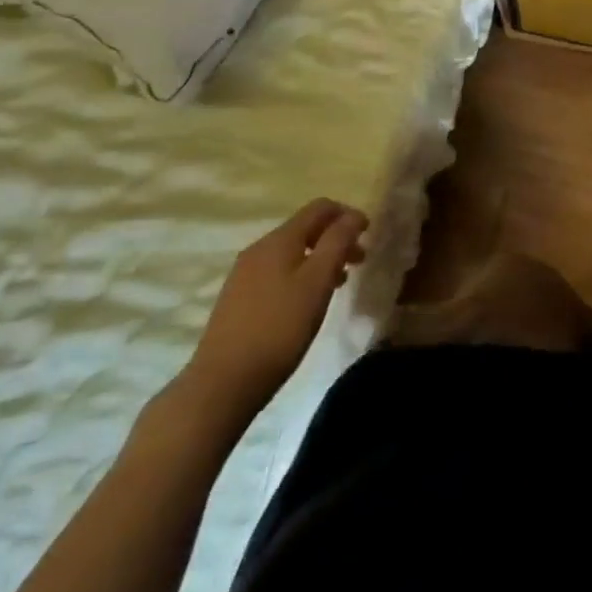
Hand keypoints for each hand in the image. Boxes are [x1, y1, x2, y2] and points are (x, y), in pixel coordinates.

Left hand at [173, 199, 367, 432]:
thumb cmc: (279, 328)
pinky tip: (306, 302)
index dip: (347, 214)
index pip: (319, 207)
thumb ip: (337, 242)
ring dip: (320, 258)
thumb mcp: (317, 282)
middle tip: (359, 261)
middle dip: (336, 238)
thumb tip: (353, 216)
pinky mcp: (237, 298)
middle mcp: (259, 249)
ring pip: (292, 252)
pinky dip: (301, 275)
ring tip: (339, 284)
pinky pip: (277, 272)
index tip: (368, 234)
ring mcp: (244, 274)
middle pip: (305, 228)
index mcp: (279, 240)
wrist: (222, 383)